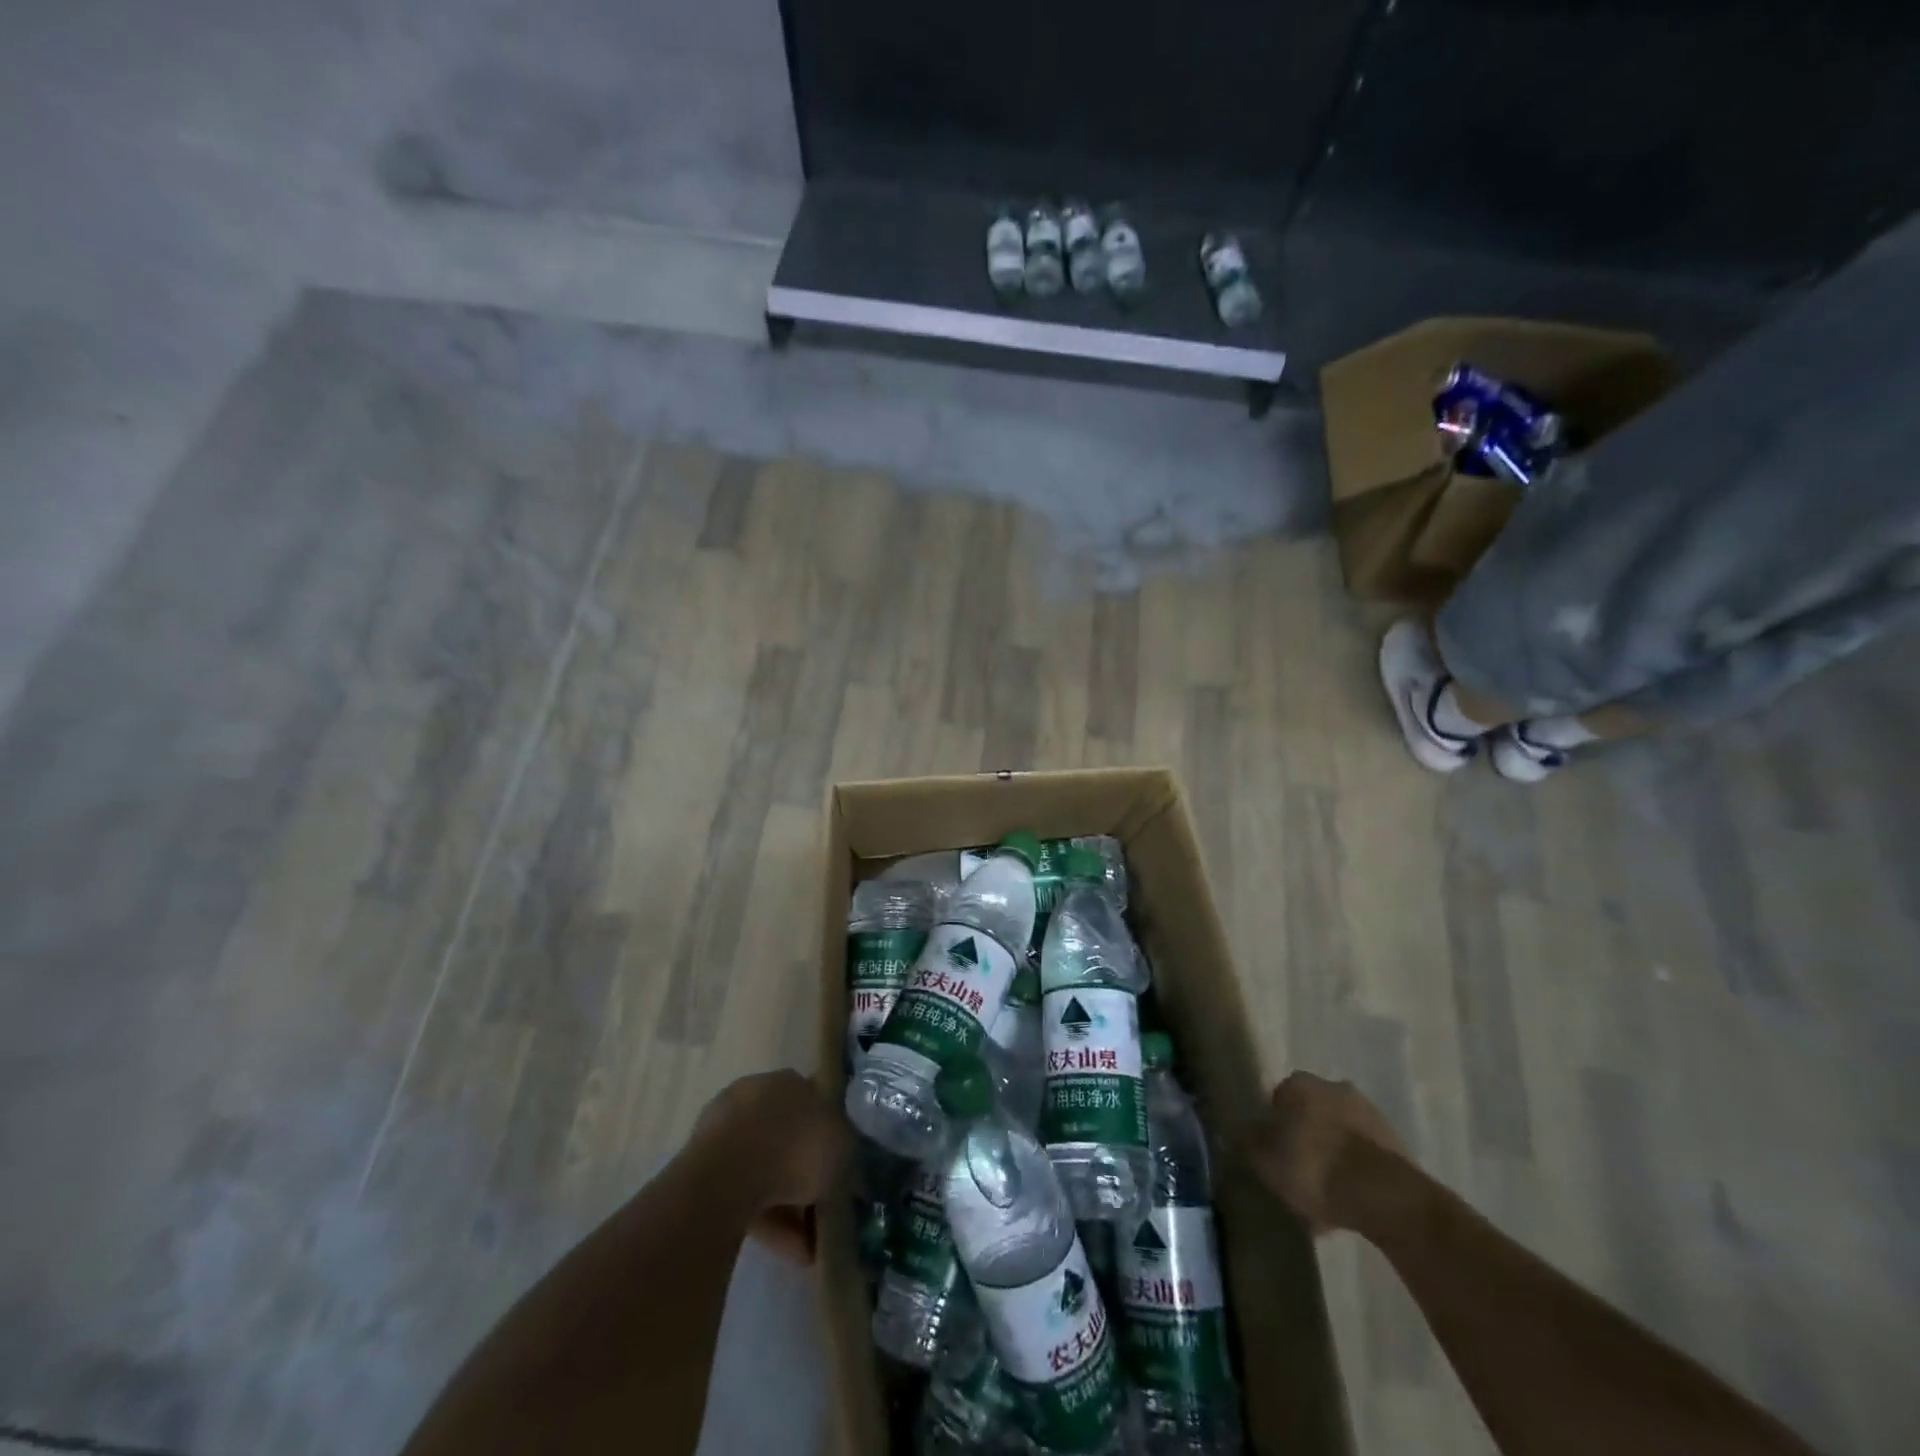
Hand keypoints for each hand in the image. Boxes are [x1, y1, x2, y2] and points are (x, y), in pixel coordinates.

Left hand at [693, 1069, 851, 1264]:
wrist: (728, 1175)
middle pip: (789, 1140)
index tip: (840, 1170)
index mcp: (789, 1081)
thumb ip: (846, 1154)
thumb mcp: (842, 1147)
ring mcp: (726, 1132)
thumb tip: (850, 1170)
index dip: (829, 1139)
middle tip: (824, 1212)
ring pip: (766, 1172)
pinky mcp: (704, 1170)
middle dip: (806, 1177)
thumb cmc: (795, 1146)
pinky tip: (790, 1253)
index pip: (815, 1105)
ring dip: (789, 1208)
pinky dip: (767, 1221)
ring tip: (811, 1249)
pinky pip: (745, 1195)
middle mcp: (756, 1098)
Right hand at [1246, 1071, 1408, 1233]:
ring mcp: (1368, 1112)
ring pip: (1338, 1135)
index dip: (1273, 1130)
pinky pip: (1363, 1155)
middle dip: (1305, 1141)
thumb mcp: (1266, 1162)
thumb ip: (1250, 1144)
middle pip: (1310, 1115)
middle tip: (1299, 1177)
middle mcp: (1333, 1086)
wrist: (1385, 1196)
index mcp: (1298, 1083)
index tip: (1274, 1157)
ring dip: (1332, 1158)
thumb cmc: (1314, 1169)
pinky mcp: (1395, 1141)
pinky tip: (1349, 1203)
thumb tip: (1242, 1134)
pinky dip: (1355, 1173)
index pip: (1277, 1100)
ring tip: (1326, 1199)